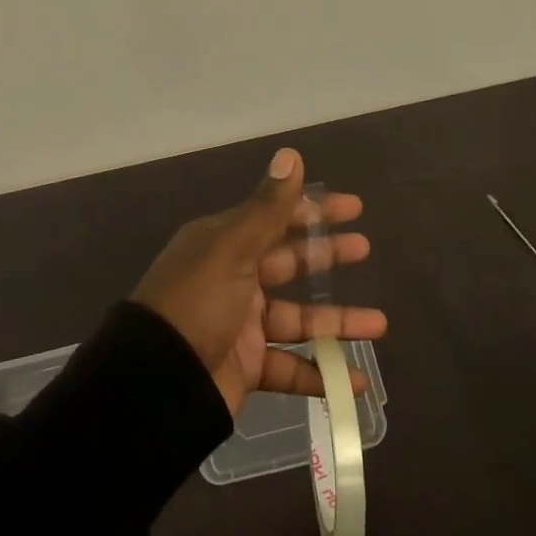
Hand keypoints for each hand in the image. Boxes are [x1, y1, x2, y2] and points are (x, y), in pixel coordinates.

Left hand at [130, 147, 386, 416]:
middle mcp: (233, 279)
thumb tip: (291, 154)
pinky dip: (322, 374)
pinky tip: (356, 381)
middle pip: (289, 263)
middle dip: (327, 256)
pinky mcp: (246, 368)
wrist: (156, 381)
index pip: (276, 218)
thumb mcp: (232, 248)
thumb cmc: (197, 302)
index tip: (353, 207)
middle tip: (364, 249)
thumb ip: (268, 207)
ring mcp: (241, 326)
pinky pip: (291, 368)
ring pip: (298, 319)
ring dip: (338, 322)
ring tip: (380, 324)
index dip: (314, 211)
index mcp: (224, 244)